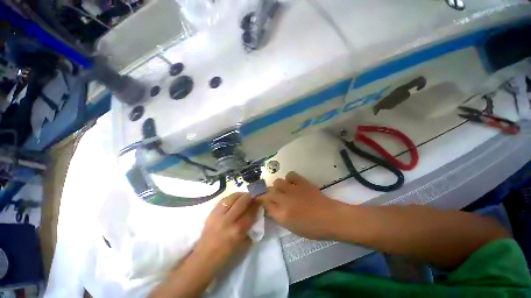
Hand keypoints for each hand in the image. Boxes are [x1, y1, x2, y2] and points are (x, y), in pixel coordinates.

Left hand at [149, 194, 258, 297]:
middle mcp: (228, 221)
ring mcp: (218, 215)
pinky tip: (234, 198)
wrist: (203, 258)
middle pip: (242, 202)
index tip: (260, 200)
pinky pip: (223, 200)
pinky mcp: (211, 213)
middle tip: (253, 195)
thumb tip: (255, 213)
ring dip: (240, 194)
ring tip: (244, 195)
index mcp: (237, 231)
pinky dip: (231, 197)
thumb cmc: (225, 255)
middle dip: (249, 196)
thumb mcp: (242, 243)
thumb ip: (249, 227)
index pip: (250, 212)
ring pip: (232, 198)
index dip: (256, 204)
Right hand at [258, 172, 345, 239]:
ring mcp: (293, 189)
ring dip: (277, 186)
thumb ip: (278, 216)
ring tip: (283, 190)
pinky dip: (289, 178)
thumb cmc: (312, 228)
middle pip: (269, 191)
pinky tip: (292, 183)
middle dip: (269, 194)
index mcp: (282, 214)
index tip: (263, 201)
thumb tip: (270, 208)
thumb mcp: (291, 227)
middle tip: (274, 197)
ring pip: (277, 182)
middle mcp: (285, 200)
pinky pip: (290, 175)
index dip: (262, 201)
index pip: (265, 204)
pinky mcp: (302, 182)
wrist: (330, 217)